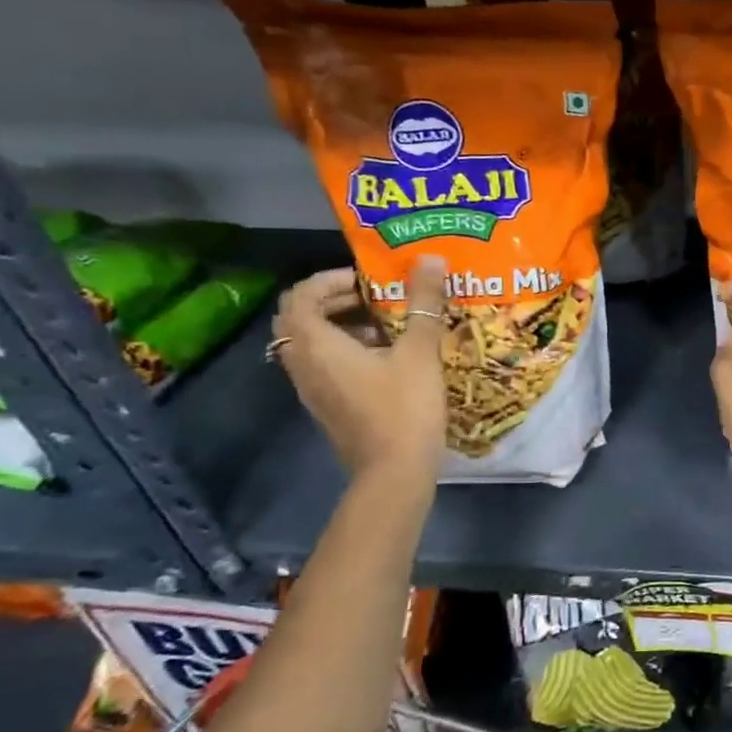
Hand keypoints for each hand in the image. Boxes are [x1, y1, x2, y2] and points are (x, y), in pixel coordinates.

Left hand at [273, 260, 447, 478]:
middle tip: (378, 295)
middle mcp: (304, 364)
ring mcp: (312, 389)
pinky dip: (347, 349)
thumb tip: (431, 258)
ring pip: (313, 342)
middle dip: (336, 299)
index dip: (330, 279)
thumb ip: (424, 303)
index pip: (300, 295)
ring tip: (389, 323)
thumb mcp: (420, 351)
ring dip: (343, 324)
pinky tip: (389, 356)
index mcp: (317, 345)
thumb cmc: (404, 407)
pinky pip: (325, 364)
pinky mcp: (328, 405)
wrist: (394, 473)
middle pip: (301, 317)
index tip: (369, 279)